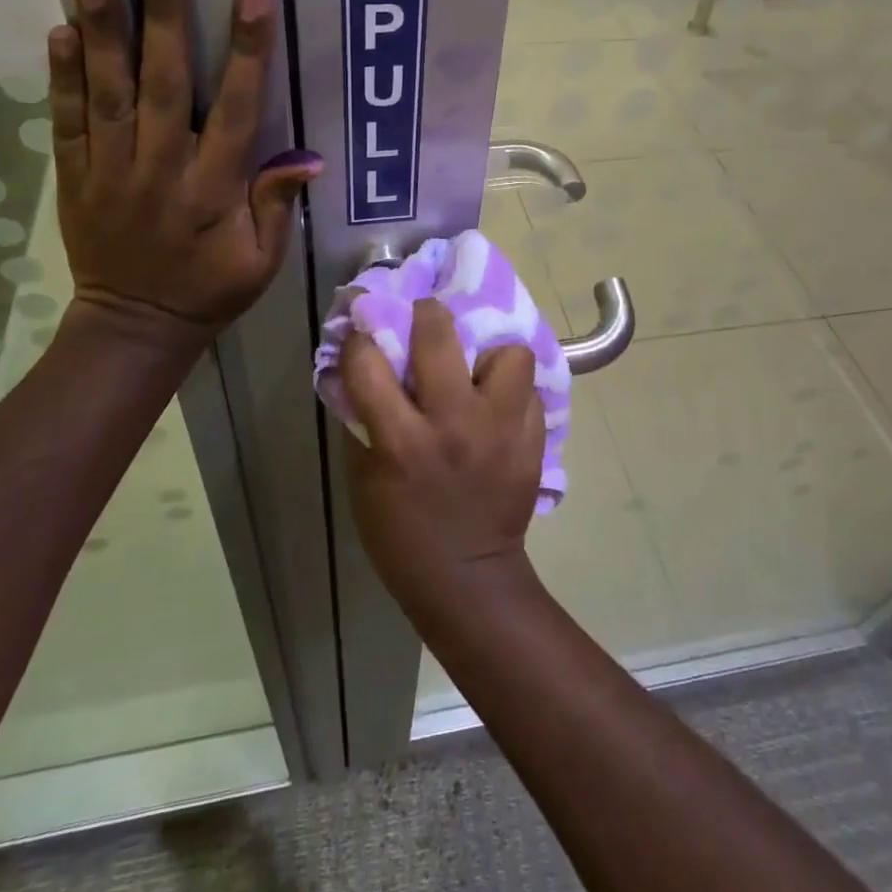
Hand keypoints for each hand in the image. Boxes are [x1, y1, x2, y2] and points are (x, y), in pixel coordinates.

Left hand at [49, 0, 321, 335]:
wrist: (134, 326)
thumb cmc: (209, 291)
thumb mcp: (261, 262)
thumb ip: (276, 207)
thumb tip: (307, 158)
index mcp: (214, 191)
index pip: (235, 111)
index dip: (246, 51)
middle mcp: (161, 171)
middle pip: (164, 85)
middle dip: (164, 16)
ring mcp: (111, 172)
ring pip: (107, 93)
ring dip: (102, 31)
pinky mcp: (75, 178)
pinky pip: (66, 123)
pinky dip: (62, 78)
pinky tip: (60, 33)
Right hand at [339, 299, 546, 617]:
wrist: (467, 577)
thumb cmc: (401, 532)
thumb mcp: (364, 478)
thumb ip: (363, 418)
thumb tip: (359, 368)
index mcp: (401, 440)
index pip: (369, 361)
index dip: (360, 340)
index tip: (364, 335)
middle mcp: (454, 424)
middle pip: (440, 333)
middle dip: (425, 314)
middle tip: (424, 321)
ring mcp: (500, 430)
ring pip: (508, 353)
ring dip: (489, 355)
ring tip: (477, 372)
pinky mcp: (532, 440)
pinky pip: (529, 390)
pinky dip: (512, 391)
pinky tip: (497, 405)